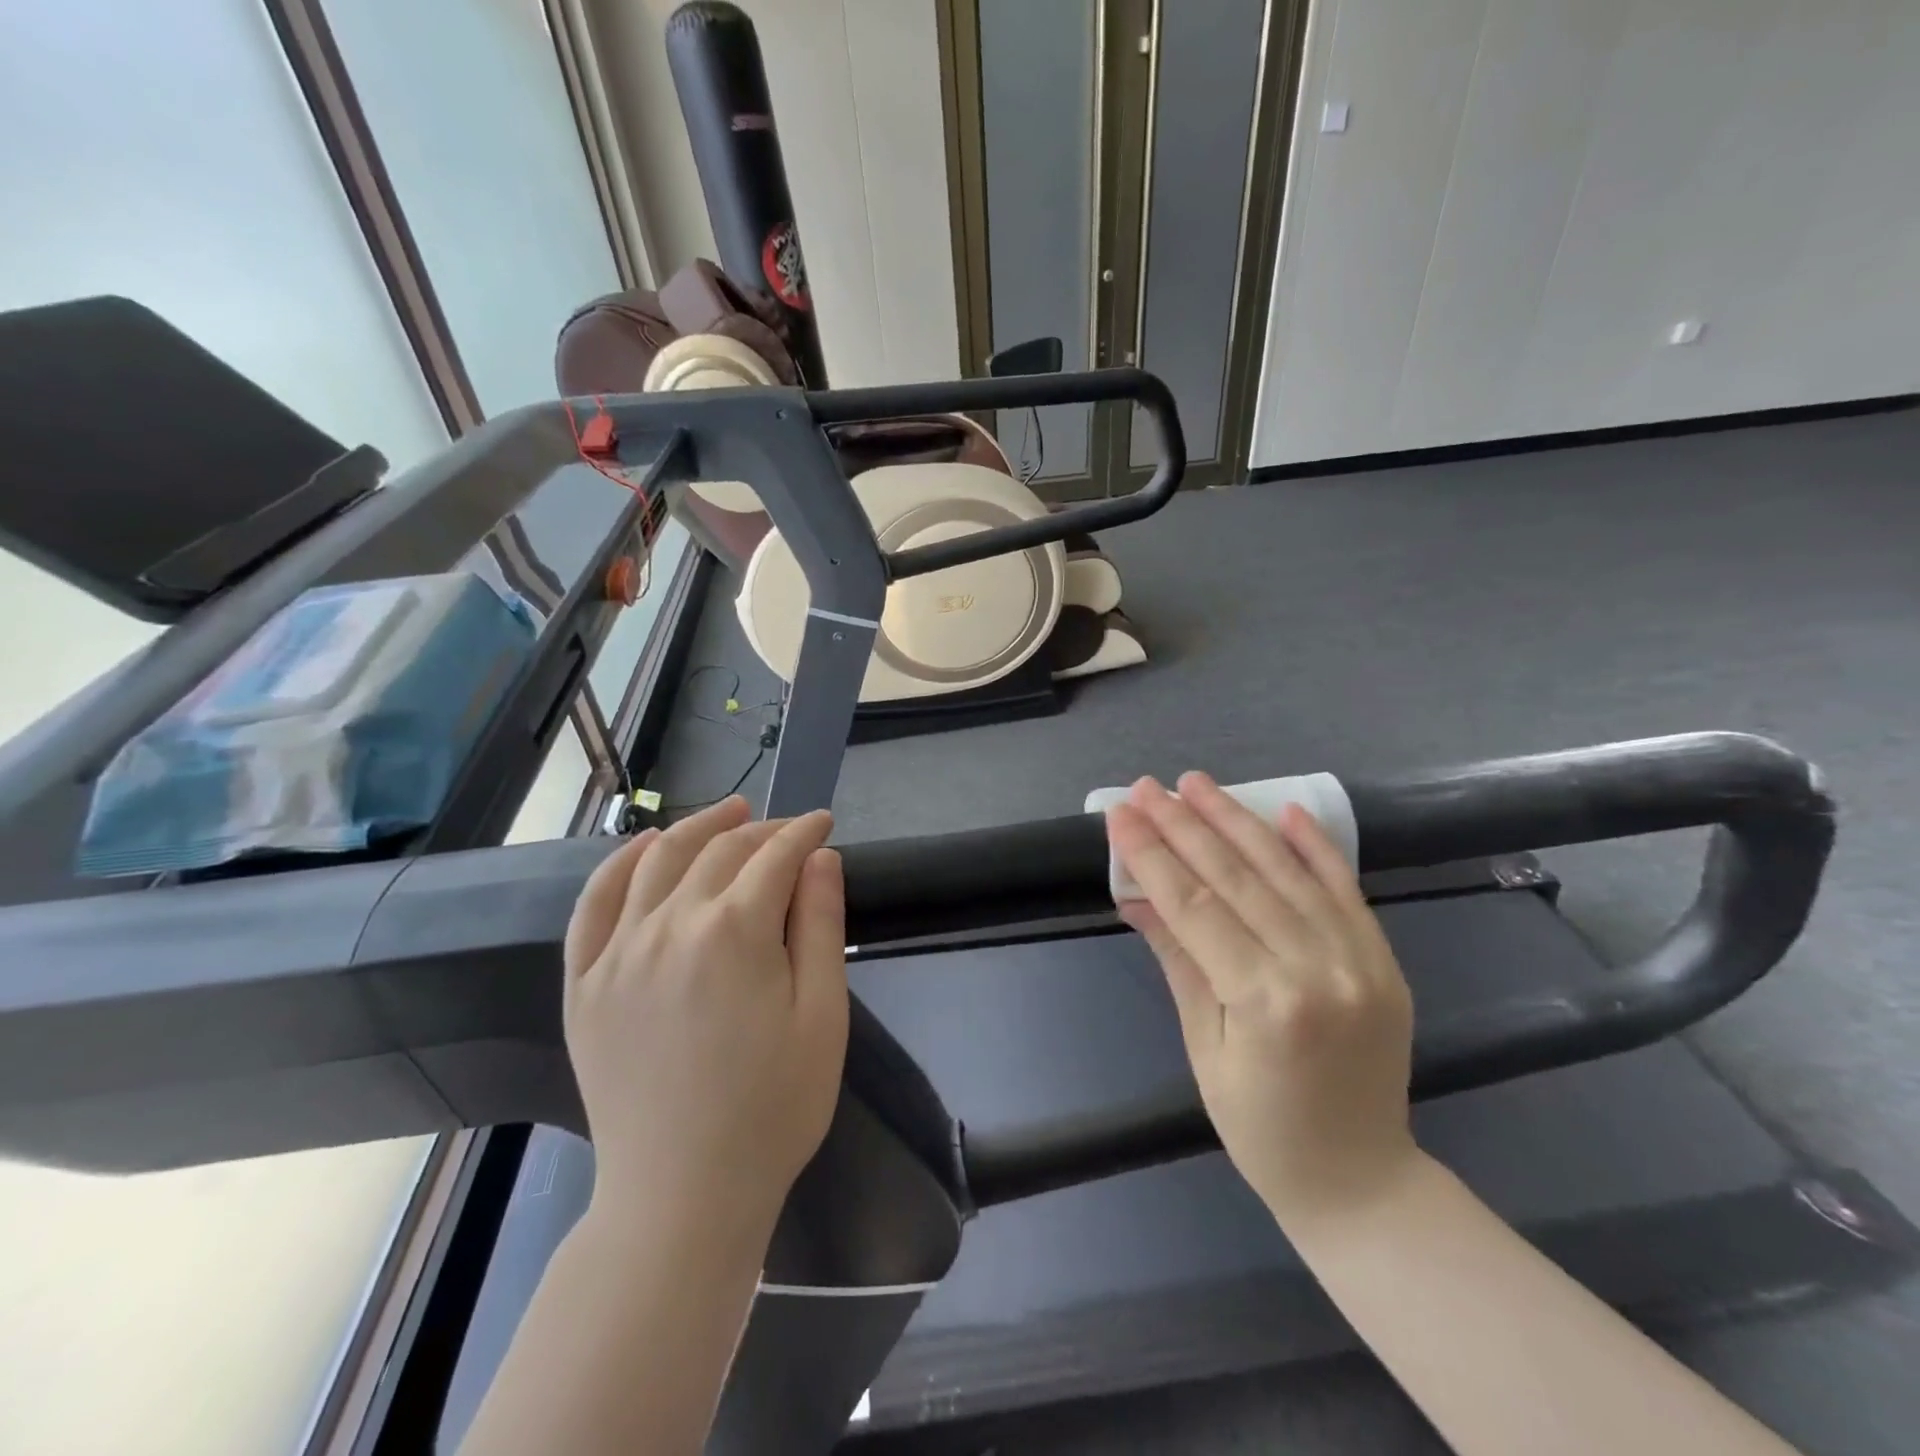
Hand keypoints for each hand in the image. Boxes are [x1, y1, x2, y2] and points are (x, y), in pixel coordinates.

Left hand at [562, 796, 848, 1229]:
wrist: (683, 1196)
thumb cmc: (773, 1106)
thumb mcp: (822, 1014)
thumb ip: (821, 924)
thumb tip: (819, 857)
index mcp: (734, 932)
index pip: (775, 856)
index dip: (805, 832)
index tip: (824, 822)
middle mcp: (670, 925)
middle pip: (719, 851)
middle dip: (761, 829)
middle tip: (788, 829)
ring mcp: (618, 952)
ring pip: (657, 861)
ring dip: (696, 828)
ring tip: (726, 813)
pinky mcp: (585, 984)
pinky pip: (594, 904)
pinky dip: (620, 863)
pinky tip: (643, 848)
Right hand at [1106, 773, 1417, 1230]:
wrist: (1362, 1181)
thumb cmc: (1261, 1129)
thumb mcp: (1203, 1047)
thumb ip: (1178, 960)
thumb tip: (1136, 897)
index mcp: (1264, 1002)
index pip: (1194, 907)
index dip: (1152, 855)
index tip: (1121, 814)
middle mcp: (1316, 969)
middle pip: (1237, 879)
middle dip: (1184, 826)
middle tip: (1148, 787)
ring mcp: (1359, 960)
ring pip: (1287, 872)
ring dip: (1237, 821)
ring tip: (1197, 784)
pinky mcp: (1384, 959)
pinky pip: (1345, 890)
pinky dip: (1314, 847)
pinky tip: (1284, 811)